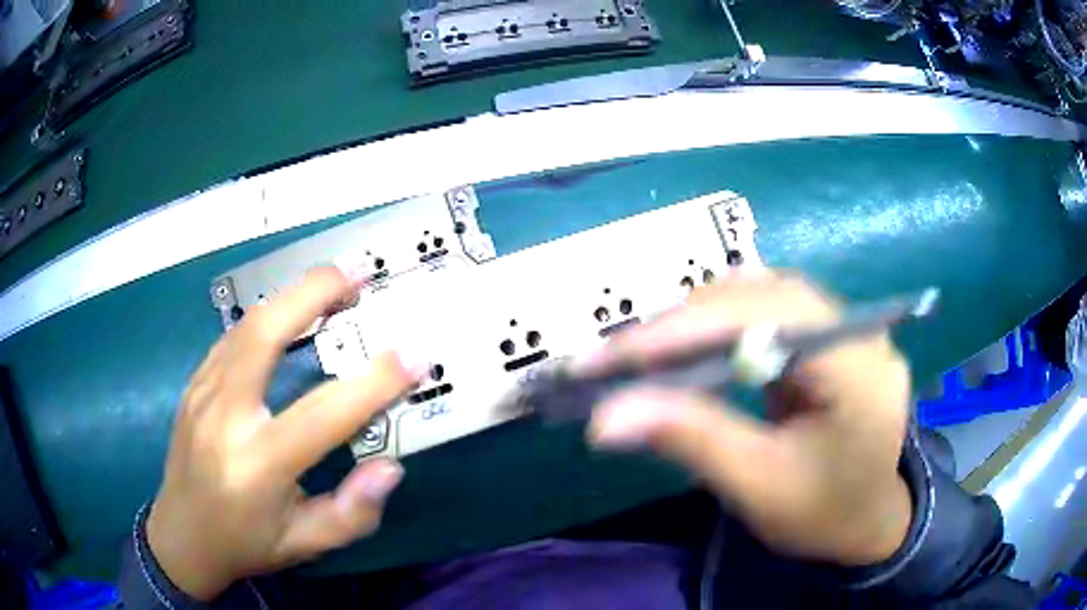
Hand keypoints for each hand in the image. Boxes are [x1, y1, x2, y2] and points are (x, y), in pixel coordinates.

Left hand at [147, 266, 423, 599]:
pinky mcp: (194, 386)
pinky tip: (288, 318)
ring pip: (245, 327)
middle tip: (358, 275)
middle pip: (264, 335)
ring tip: (332, 284)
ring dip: (291, 297)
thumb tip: (389, 467)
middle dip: (313, 294)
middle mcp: (224, 419)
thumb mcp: (306, 544)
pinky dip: (267, 320)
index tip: (413, 356)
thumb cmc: (246, 544)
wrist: (181, 536)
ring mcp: (202, 394)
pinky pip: (232, 340)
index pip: (323, 415)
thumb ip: (353, 513)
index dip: (373, 383)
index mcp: (258, 466)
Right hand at [582, 273, 912, 564]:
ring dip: (700, 320)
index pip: (769, 318)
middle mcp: (860, 332)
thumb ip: (692, 440)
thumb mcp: (759, 487)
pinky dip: (722, 327)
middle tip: (619, 355)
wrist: (869, 522)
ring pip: (765, 296)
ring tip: (645, 352)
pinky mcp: (830, 338)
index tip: (614, 356)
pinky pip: (771, 313)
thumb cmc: (824, 515)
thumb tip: (604, 417)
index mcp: (859, 369)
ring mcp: (848, 329)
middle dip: (687, 322)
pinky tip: (691, 348)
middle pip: (766, 296)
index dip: (688, 329)